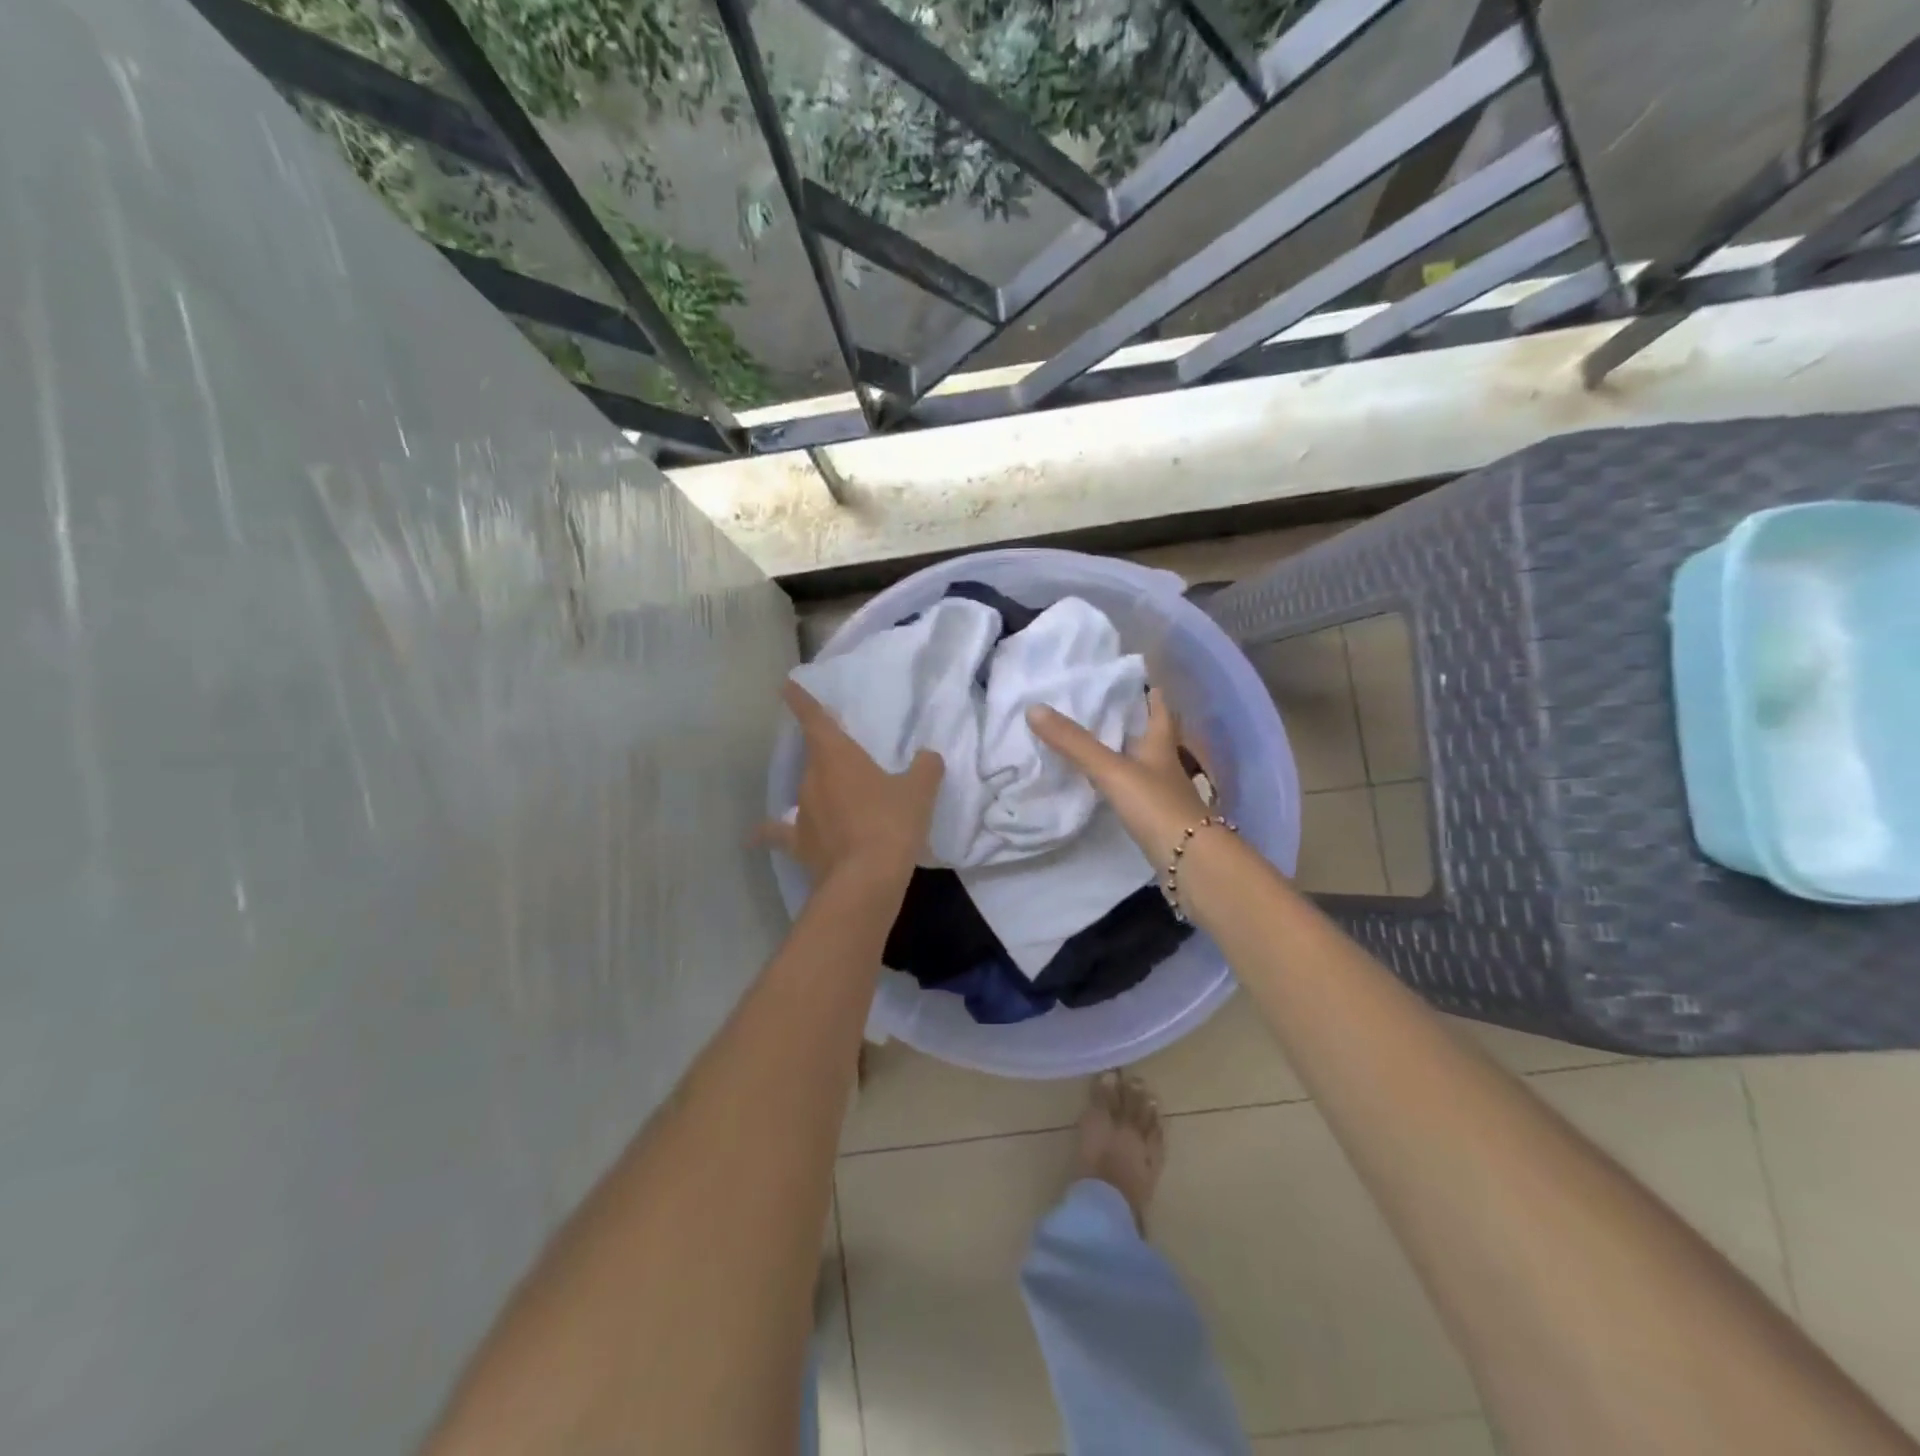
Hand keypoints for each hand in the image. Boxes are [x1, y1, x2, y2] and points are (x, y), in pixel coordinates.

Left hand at [758, 681, 943, 883]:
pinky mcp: (800, 845)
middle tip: (845, 755)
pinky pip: (782, 834)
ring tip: (837, 797)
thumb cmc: (891, 823)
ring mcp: (802, 813)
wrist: (866, 879)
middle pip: (815, 757)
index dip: (802, 701)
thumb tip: (928, 757)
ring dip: (819, 791)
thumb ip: (925, 768)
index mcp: (837, 756)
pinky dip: (770, 833)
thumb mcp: (919, 791)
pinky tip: (756, 837)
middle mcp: (812, 779)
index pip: (815, 719)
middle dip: (826, 753)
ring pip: (807, 792)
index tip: (787, 686)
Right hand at [1027, 688, 1211, 867]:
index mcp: (1161, 743)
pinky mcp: (1158, 818)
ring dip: (1125, 752)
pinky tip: (1104, 786)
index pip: (1159, 708)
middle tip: (1100, 708)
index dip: (1148, 691)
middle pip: (1152, 734)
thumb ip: (1074, 743)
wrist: (1191, 861)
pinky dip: (1121, 784)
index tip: (1128, 678)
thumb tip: (1034, 709)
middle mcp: (1166, 764)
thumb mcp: (1111, 770)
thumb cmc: (1156, 806)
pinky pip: (1136, 791)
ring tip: (1094, 743)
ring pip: (1144, 763)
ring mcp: (1164, 793)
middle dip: (1132, 720)